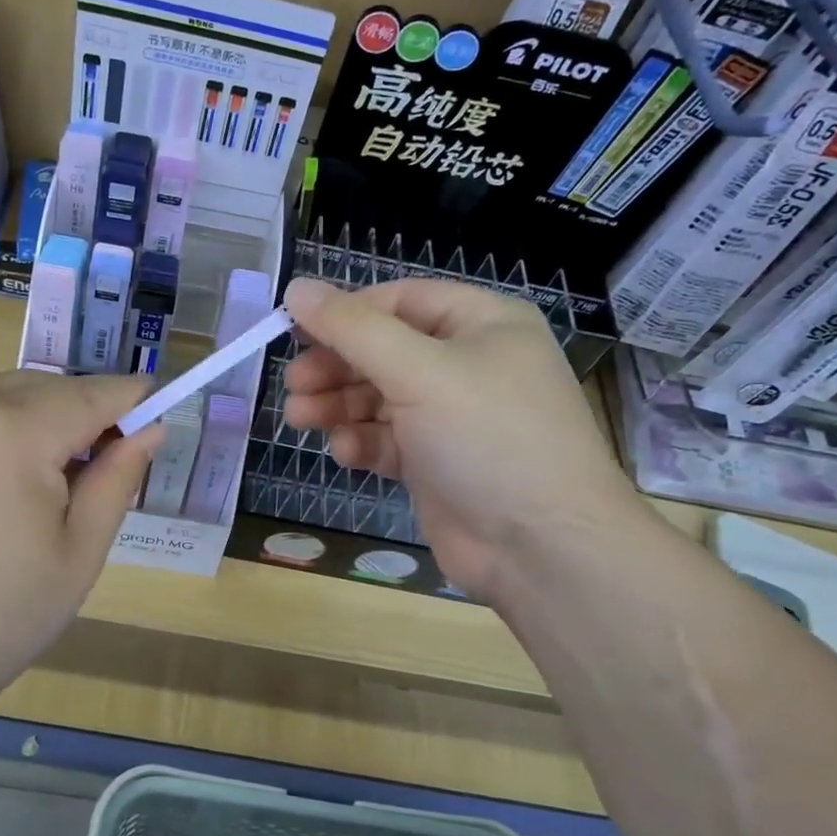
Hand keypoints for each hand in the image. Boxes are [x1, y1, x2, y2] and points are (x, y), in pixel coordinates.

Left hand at [0, 371, 159, 713]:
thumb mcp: (79, 553)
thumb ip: (118, 479)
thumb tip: (151, 428)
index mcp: (11, 434)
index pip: (90, 394)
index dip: (130, 398)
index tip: (159, 405)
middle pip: (49, 387)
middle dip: (87, 411)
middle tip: (108, 461)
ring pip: (11, 392)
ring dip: (45, 417)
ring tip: (56, 477)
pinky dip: (6, 424)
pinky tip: (7, 476)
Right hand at [282, 277, 641, 601]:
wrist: (543, 548)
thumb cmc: (487, 438)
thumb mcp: (418, 371)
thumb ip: (352, 329)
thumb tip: (296, 287)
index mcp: (483, 324)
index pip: (400, 300)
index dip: (346, 313)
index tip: (294, 330)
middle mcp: (470, 364)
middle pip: (384, 350)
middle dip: (336, 366)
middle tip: (293, 384)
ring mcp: (453, 417)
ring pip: (380, 397)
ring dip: (338, 405)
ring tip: (299, 418)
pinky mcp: (437, 463)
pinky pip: (389, 439)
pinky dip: (363, 442)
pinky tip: (345, 452)